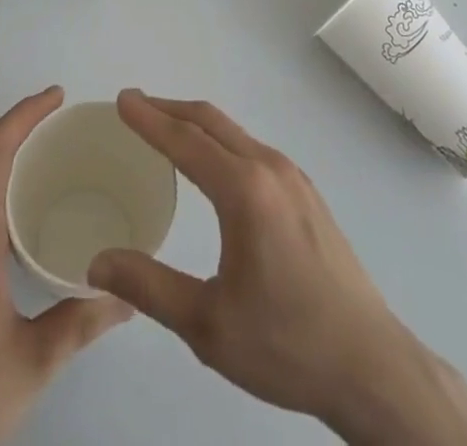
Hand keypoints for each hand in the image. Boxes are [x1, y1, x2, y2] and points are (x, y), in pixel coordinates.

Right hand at [87, 91, 466, 445]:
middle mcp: (270, 168)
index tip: (122, 100)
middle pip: (211, 122)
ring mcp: (293, 178)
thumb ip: (149, 287)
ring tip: (166, 130)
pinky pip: (252, 149)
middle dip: (170, 109)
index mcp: (245, 190)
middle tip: (135, 106)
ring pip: (235, 133)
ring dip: (196, 123)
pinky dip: (221, 141)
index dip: (149, 119)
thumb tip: (96, 264)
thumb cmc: (285, 344)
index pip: (185, 140)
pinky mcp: (307, 194)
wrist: (370, 365)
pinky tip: (213, 164)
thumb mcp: (207, 324)